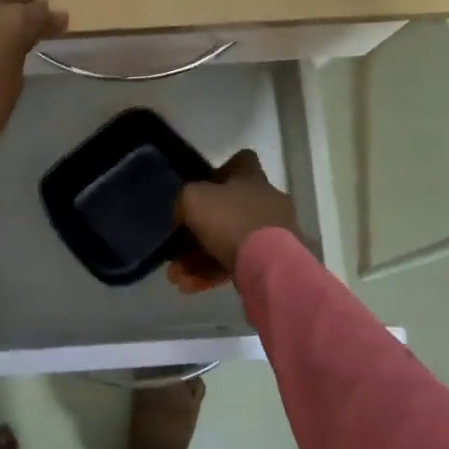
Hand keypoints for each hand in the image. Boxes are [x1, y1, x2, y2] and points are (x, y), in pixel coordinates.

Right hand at [169, 149, 298, 292]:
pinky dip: (213, 274)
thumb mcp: (193, 199)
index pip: (242, 161)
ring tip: (178, 277)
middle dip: (198, 232)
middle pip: (228, 210)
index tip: (202, 187)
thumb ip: (184, 200)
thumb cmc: (230, 220)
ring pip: (228, 242)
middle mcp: (265, 202)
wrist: (270, 265)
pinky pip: (237, 264)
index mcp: (251, 178)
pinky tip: (191, 287)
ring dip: (199, 260)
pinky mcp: (272, 262)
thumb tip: (183, 214)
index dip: (221, 171)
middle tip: (176, 250)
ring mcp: (272, 234)